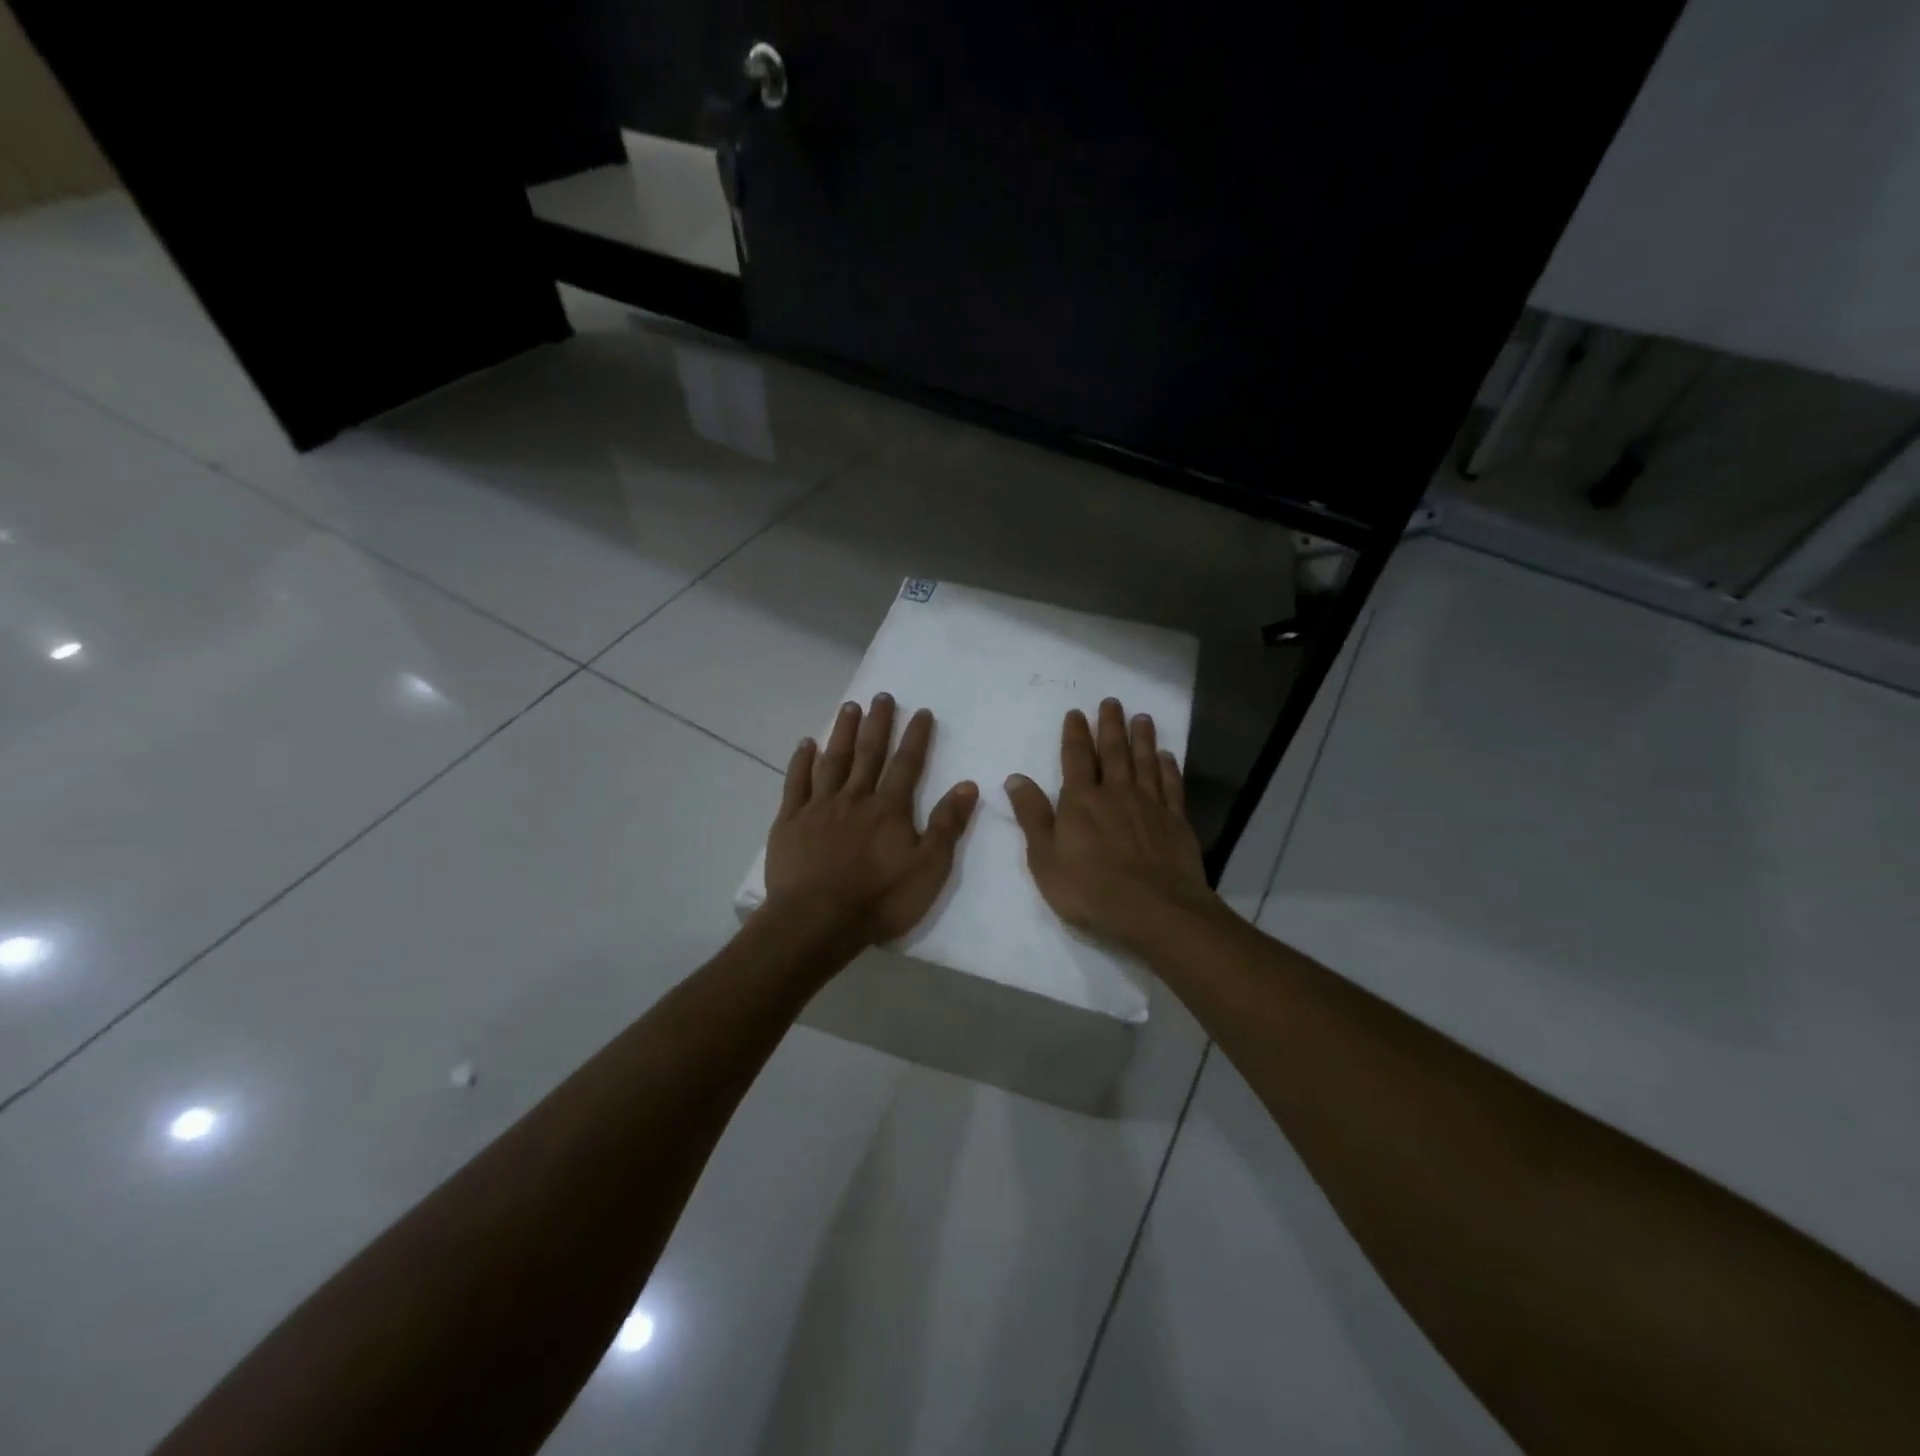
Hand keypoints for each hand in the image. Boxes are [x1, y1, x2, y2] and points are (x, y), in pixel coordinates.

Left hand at [765, 694, 979, 946]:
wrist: (817, 921)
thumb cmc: (879, 899)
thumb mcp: (928, 869)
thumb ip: (947, 825)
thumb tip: (967, 785)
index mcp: (889, 809)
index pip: (907, 764)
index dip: (916, 737)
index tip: (921, 711)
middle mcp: (855, 798)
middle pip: (869, 753)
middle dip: (878, 723)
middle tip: (882, 696)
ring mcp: (819, 807)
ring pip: (833, 761)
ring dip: (843, 733)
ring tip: (849, 707)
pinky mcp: (790, 822)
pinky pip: (796, 783)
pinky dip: (801, 762)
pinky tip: (806, 744)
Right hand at [1005, 698, 1220, 950]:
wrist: (1154, 910)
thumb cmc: (1089, 888)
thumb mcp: (1045, 857)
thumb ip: (1032, 815)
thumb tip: (1015, 778)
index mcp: (1081, 800)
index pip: (1076, 758)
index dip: (1075, 734)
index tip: (1076, 712)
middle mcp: (1117, 793)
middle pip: (1114, 752)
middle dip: (1111, 725)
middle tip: (1112, 702)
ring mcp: (1150, 805)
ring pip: (1145, 762)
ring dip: (1142, 738)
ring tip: (1142, 718)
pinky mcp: (1175, 821)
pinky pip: (1171, 786)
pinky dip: (1168, 768)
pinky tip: (1168, 757)